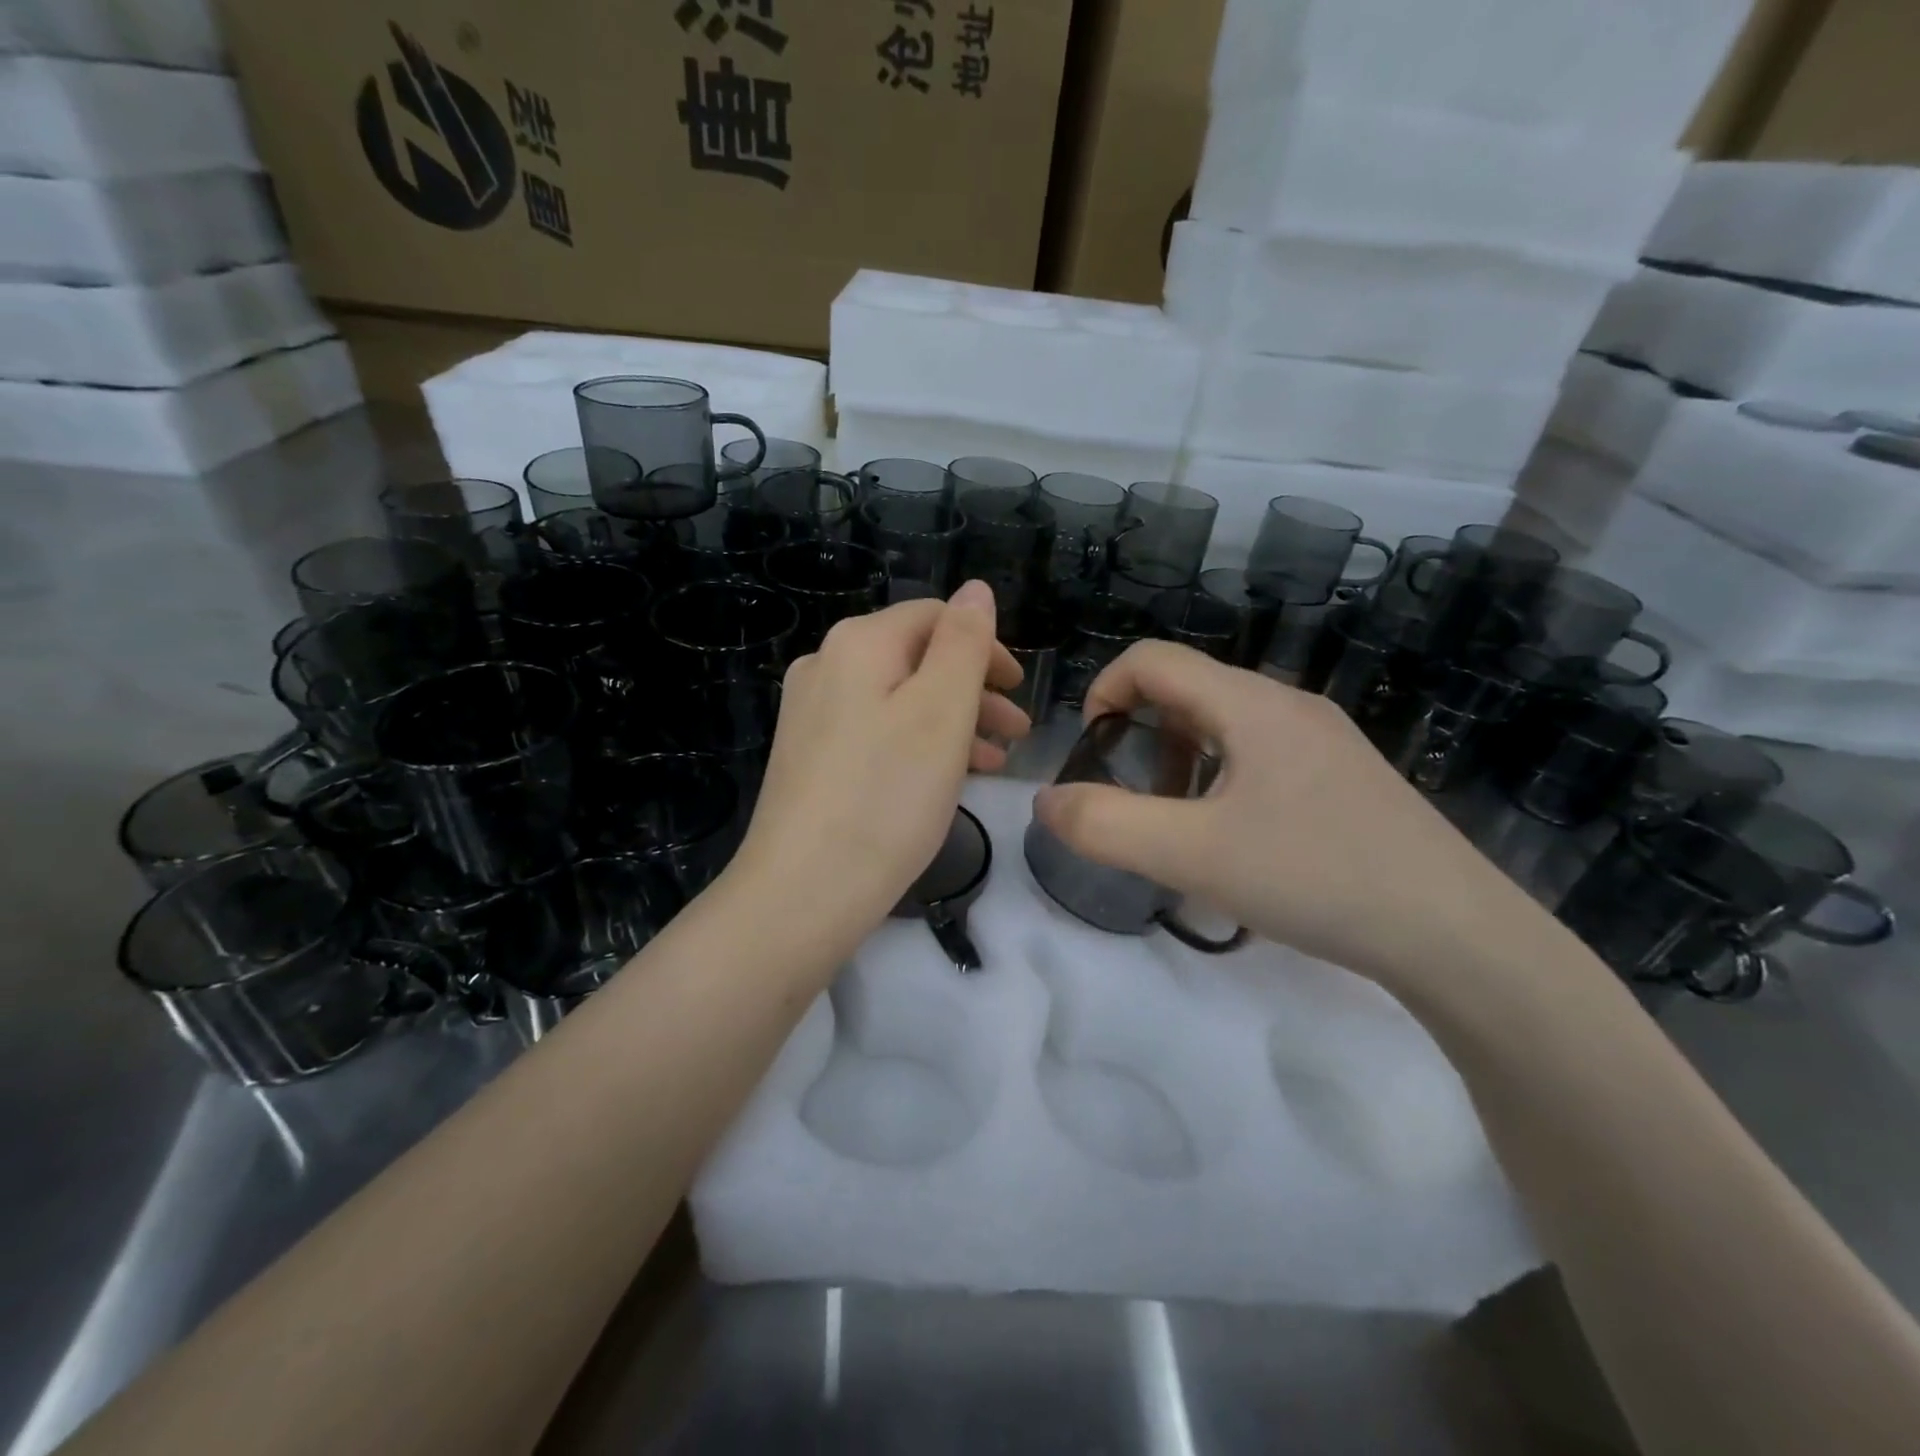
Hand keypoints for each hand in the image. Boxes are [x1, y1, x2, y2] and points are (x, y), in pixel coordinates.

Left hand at [730, 581, 1028, 948]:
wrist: (803, 891)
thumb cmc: (887, 796)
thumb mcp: (941, 711)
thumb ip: (964, 643)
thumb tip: (976, 590)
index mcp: (858, 644)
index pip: (934, 617)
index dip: (985, 646)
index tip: (1019, 690)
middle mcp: (826, 667)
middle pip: (917, 659)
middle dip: (974, 689)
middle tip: (1017, 729)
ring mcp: (812, 714)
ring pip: (899, 700)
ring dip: (953, 721)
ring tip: (995, 761)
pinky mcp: (810, 757)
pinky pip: (877, 733)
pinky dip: (919, 745)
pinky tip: (947, 779)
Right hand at [1033, 642, 1535, 985]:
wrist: (1458, 936)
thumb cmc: (1316, 878)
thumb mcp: (1192, 855)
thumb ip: (1104, 825)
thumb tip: (1046, 800)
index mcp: (1251, 704)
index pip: (1152, 660)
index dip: (1102, 692)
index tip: (1088, 754)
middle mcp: (1288, 706)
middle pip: (1187, 691)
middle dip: (1139, 738)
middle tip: (1131, 802)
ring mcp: (1324, 740)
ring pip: (1224, 727)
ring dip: (1179, 763)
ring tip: (1178, 830)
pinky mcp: (1344, 778)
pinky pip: (1260, 758)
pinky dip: (1221, 784)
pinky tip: (1235, 846)